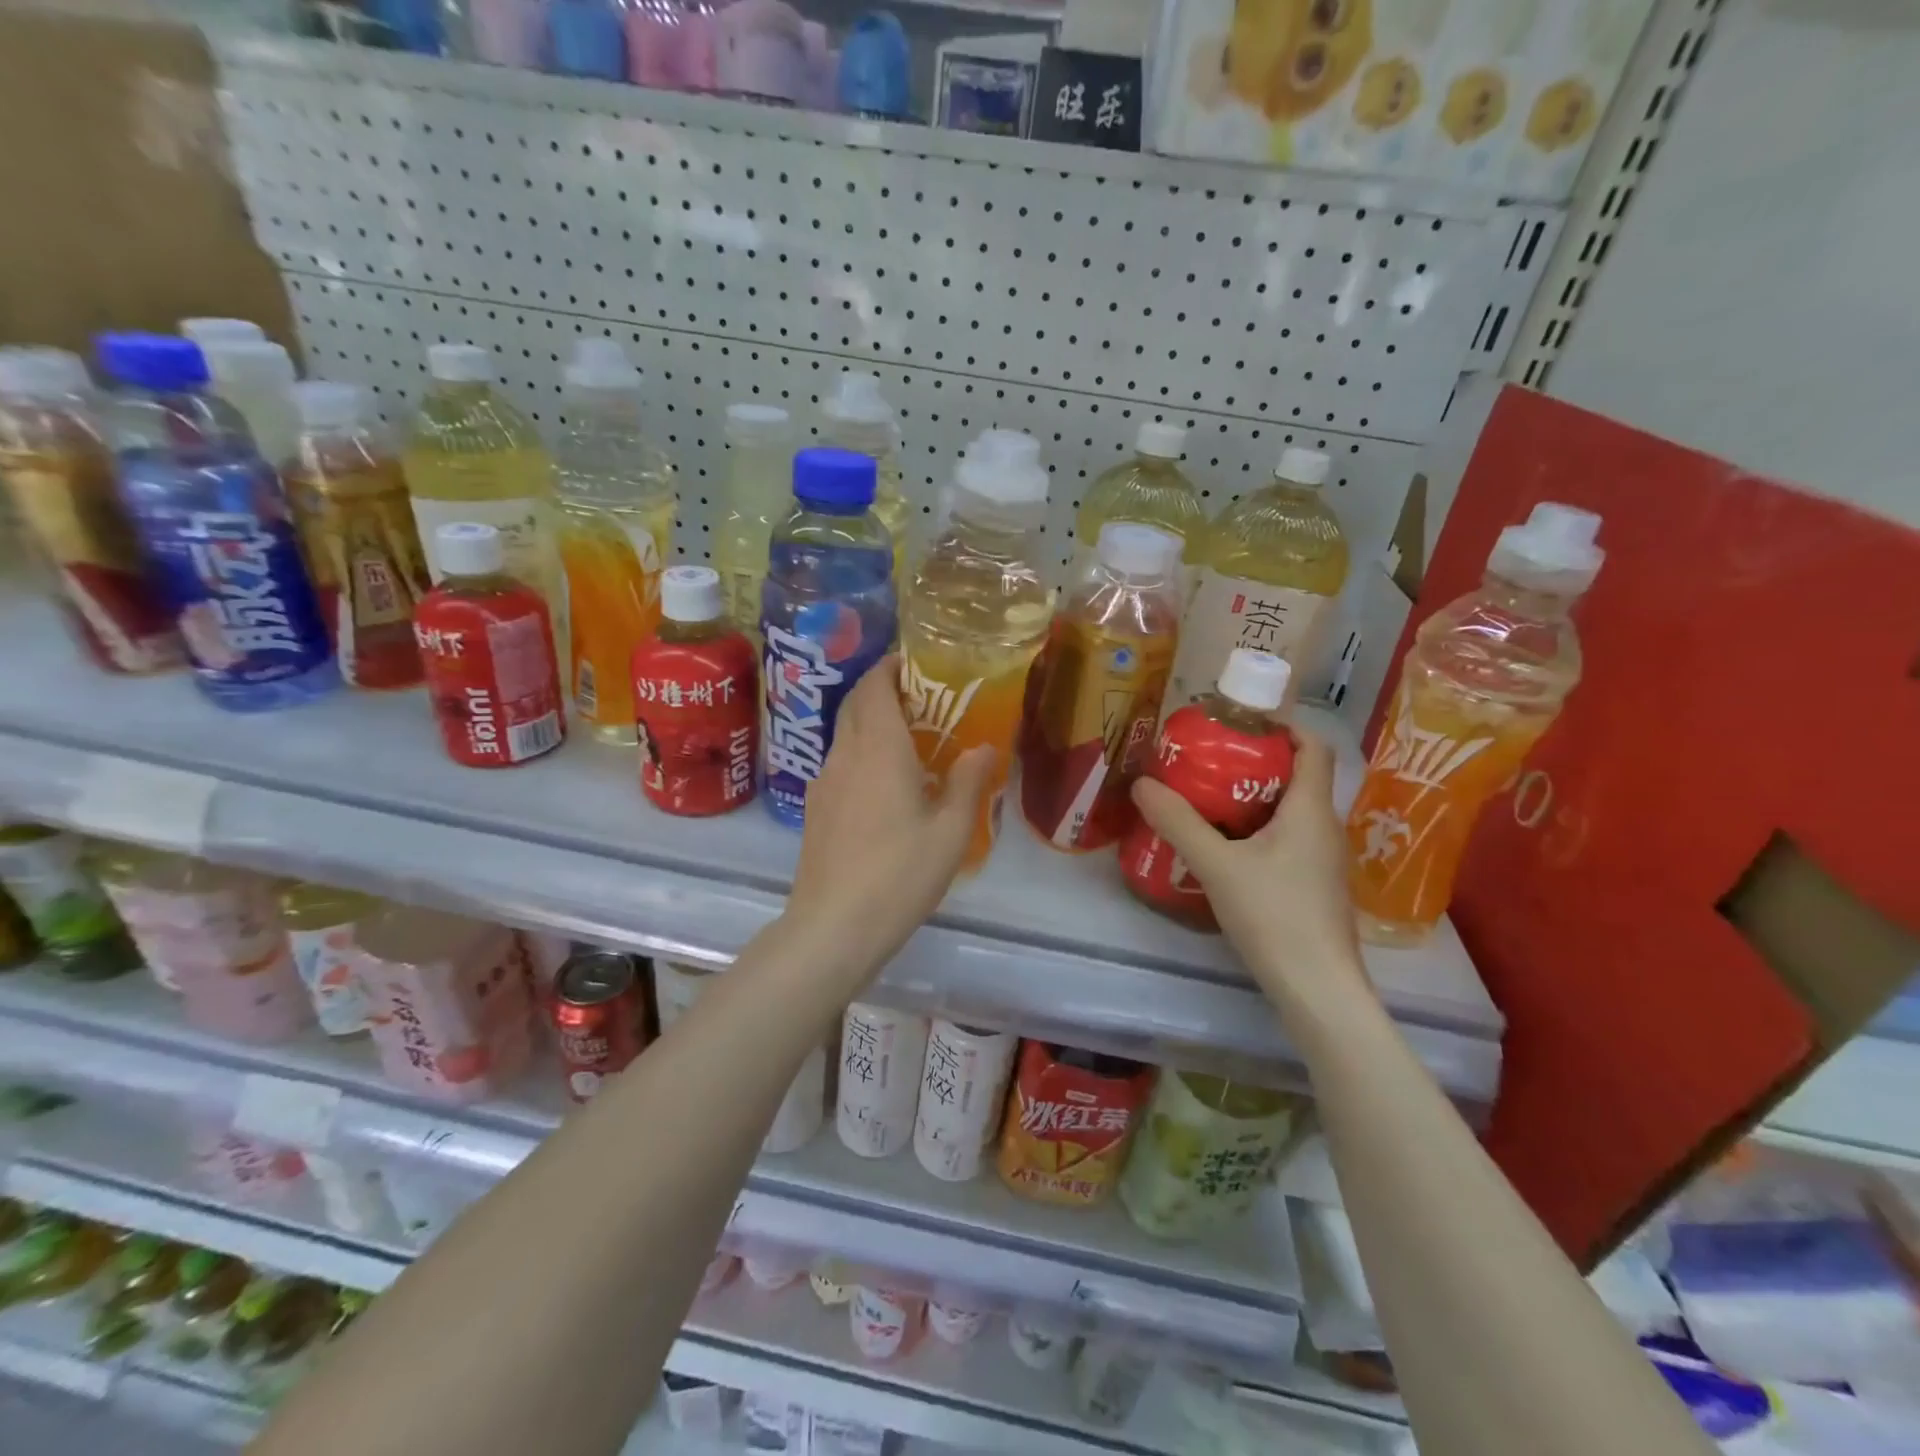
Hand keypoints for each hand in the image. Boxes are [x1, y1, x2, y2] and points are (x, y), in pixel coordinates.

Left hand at [786, 656, 994, 976]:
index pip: (875, 687)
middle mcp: (845, 755)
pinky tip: (883, 786)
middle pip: (856, 705)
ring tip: (907, 741)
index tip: (913, 663)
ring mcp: (824, 783)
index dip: (890, 668)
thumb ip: (969, 783)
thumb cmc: (899, 874)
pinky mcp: (815, 810)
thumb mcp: (951, 832)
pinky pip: (839, 764)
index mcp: (879, 749)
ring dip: (870, 724)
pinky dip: (860, 754)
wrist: (833, 926)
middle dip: (881, 690)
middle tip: (920, 699)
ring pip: (844, 735)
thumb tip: (984, 748)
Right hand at [1129, 731, 1366, 1011]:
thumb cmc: (1274, 915)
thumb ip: (1179, 823)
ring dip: (1253, 798)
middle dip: (1255, 763)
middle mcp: (1324, 827)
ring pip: (1290, 811)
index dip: (1284, 726)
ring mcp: (1323, 860)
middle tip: (1209, 761)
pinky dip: (1258, 830)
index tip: (1241, 722)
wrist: (1317, 989)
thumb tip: (1142, 784)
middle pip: (1297, 777)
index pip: (1313, 747)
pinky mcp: (1314, 886)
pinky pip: (1287, 840)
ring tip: (1207, 800)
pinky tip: (1225, 849)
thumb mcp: (1217, 866)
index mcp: (1310, 810)